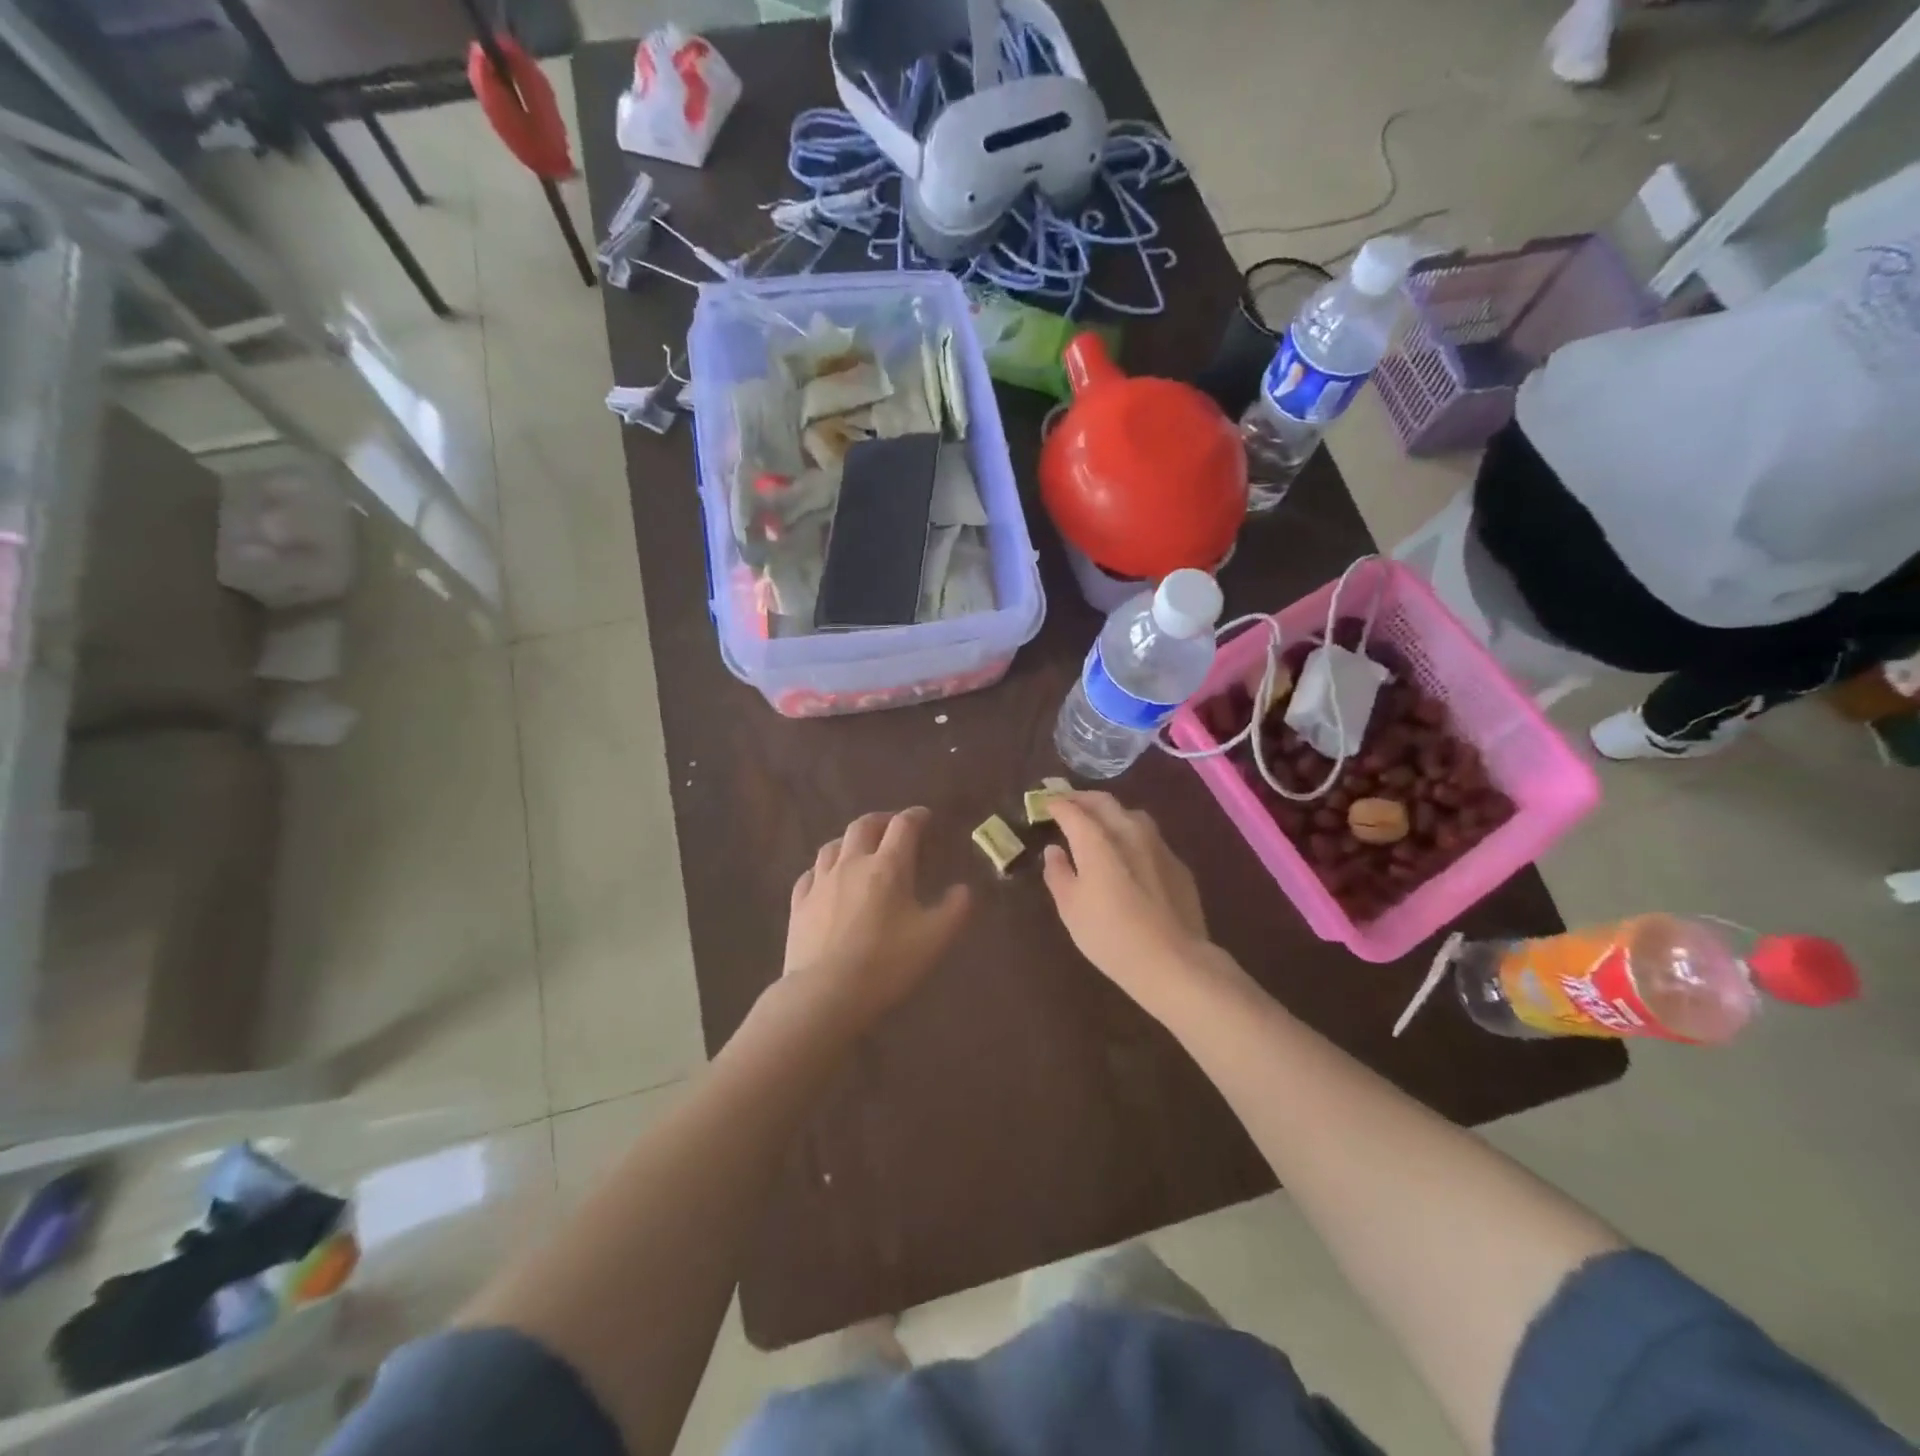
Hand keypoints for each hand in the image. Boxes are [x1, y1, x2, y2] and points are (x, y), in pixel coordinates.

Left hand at [783, 807, 970, 1028]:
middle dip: (881, 820)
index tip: (925, 817)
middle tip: (893, 826)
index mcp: (888, 866)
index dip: (916, 816)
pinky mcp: (799, 903)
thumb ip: (955, 909)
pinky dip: (823, 869)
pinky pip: (810, 874)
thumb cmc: (886, 963)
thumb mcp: (935, 939)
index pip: (903, 826)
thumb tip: (964, 889)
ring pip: (832, 845)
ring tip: (859, 848)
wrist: (826, 993)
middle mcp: (852, 864)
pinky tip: (826, 879)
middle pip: (863, 826)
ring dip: (850, 840)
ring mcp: (821, 882)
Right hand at [1042, 793, 1214, 1006]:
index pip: (1072, 810)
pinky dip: (1132, 836)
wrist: (1173, 961)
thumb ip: (1058, 873)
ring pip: (1131, 814)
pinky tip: (1129, 855)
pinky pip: (1150, 838)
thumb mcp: (1070, 908)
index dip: (1056, 805)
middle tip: (1068, 805)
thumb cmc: (1110, 936)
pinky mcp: (1177, 863)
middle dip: (1082, 799)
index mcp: (1097, 840)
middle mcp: (1129, 831)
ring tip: (1099, 824)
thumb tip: (1054, 851)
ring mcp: (1158, 845)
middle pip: (1104, 802)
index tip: (1045, 805)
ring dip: (1110, 813)